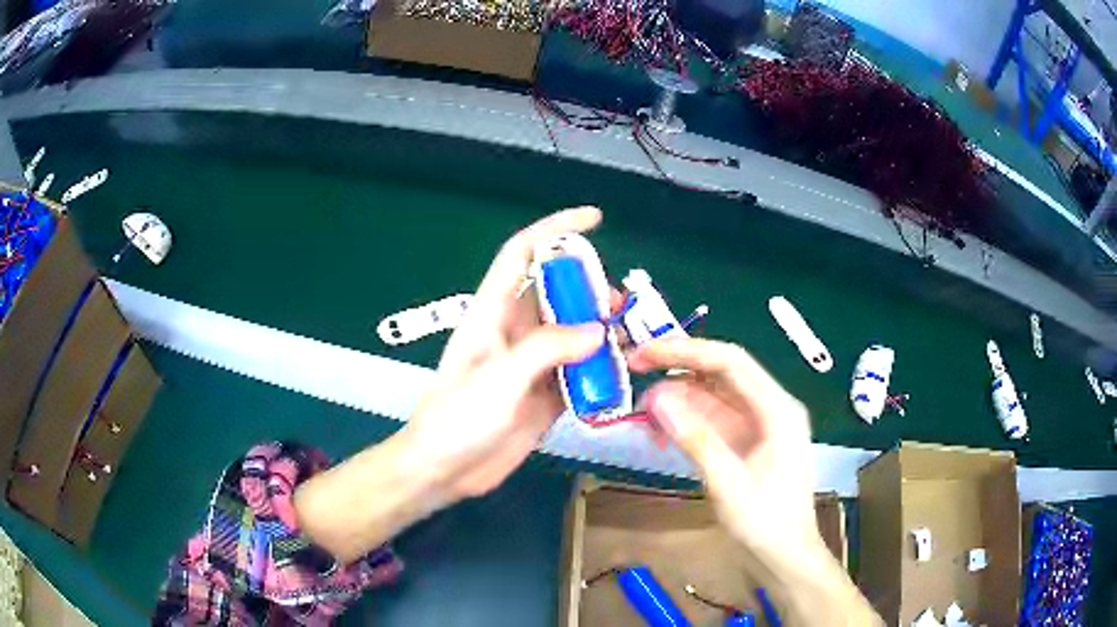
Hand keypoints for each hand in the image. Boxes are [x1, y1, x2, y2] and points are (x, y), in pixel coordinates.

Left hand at [403, 206, 605, 498]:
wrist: (445, 469)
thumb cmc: (458, 417)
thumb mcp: (499, 378)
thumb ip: (547, 348)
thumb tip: (597, 330)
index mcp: (493, 312)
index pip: (523, 254)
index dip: (556, 229)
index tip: (594, 219)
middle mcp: (516, 332)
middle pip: (559, 293)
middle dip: (591, 289)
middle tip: (622, 305)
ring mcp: (533, 364)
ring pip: (574, 332)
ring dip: (602, 331)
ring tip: (630, 339)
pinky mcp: (546, 394)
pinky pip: (580, 372)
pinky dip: (602, 369)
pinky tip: (622, 373)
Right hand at [628, 338, 820, 557]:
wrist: (785, 556)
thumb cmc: (766, 523)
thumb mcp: (729, 483)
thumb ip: (696, 440)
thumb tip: (657, 400)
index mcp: (778, 409)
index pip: (730, 362)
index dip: (686, 351)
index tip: (645, 354)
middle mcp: (769, 408)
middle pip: (720, 374)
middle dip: (677, 371)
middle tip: (634, 374)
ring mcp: (757, 425)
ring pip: (712, 396)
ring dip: (677, 400)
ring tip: (643, 414)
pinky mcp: (745, 443)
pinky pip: (712, 420)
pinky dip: (685, 422)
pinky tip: (661, 432)